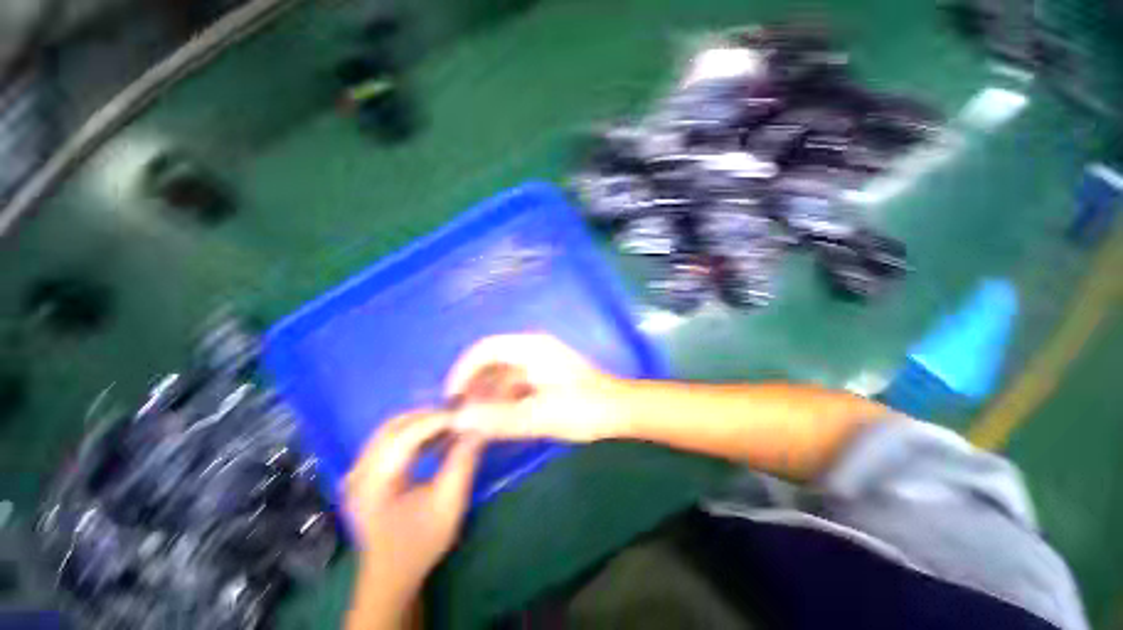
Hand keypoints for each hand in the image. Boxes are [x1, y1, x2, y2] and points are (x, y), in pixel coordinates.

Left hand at [344, 410, 484, 624]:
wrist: (391, 575)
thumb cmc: (420, 543)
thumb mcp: (448, 505)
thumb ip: (463, 463)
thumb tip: (477, 429)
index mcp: (374, 482)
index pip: (406, 435)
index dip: (438, 420)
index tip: (466, 414)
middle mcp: (359, 471)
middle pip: (394, 426)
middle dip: (429, 416)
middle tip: (458, 416)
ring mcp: (359, 471)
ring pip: (391, 429)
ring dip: (421, 422)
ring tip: (450, 425)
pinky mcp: (365, 473)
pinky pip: (389, 440)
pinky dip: (413, 433)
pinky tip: (434, 439)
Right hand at [445, 334, 623, 442]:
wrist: (619, 410)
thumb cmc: (583, 409)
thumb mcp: (538, 416)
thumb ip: (497, 418)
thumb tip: (457, 420)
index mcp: (531, 347)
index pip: (484, 349)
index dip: (463, 371)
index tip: (452, 399)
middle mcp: (533, 347)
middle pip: (491, 359)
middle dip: (473, 384)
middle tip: (461, 413)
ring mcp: (540, 360)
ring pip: (503, 372)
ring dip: (487, 393)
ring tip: (474, 419)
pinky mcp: (545, 373)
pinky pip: (515, 381)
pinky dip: (502, 397)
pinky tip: (496, 417)